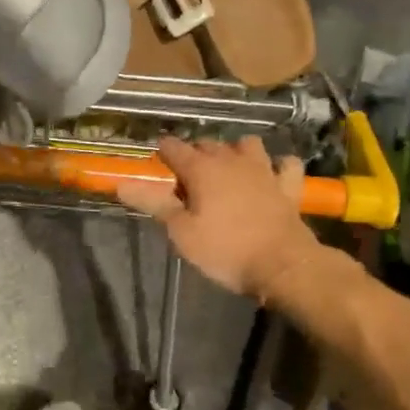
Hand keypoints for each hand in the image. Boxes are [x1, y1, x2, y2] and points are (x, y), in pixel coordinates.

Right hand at [115, 136, 323, 297]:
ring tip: (228, 171)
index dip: (162, 154)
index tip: (157, 166)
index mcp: (202, 169)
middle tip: (186, 180)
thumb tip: (121, 184)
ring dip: (235, 152)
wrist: (283, 265)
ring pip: (247, 145)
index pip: (173, 148)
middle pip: (207, 144)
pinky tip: (271, 176)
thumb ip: (153, 204)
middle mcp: (232, 160)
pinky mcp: (288, 185)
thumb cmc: (225, 250)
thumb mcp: (181, 232)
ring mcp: (264, 170)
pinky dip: (278, 166)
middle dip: (194, 155)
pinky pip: (285, 164)